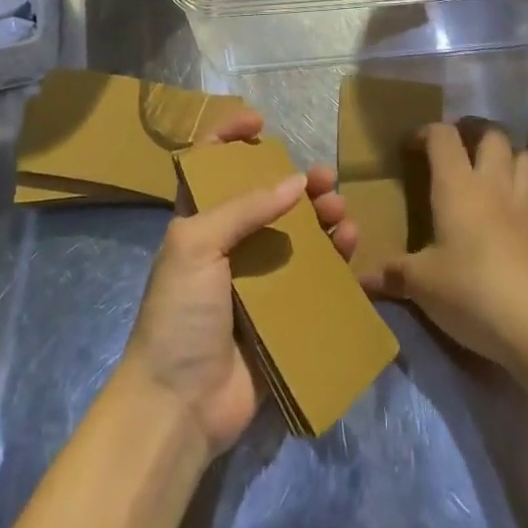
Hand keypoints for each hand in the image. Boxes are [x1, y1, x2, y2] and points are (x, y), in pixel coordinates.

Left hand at [117, 106, 357, 461]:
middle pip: (267, 198)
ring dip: (320, 217)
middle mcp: (228, 245)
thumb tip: (296, 181)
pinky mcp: (280, 315)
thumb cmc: (179, 313)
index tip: (260, 122)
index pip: (210, 166)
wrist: (180, 406)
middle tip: (325, 178)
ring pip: (296, 235)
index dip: (229, 137)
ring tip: (340, 212)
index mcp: (198, 223)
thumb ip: (245, 207)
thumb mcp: (197, 244)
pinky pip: (312, 278)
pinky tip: (348, 246)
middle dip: (297, 182)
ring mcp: (256, 281)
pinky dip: (332, 258)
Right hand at [366, 120, 527, 370]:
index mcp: (457, 187)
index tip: (413, 147)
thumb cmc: (469, 293)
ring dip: (513, 159)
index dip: (427, 132)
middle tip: (462, 148)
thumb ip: (392, 275)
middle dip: (476, 133)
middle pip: (492, 135)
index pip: (442, 137)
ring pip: (527, 159)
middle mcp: (494, 185)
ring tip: (499, 171)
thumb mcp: (421, 285)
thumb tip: (361, 278)